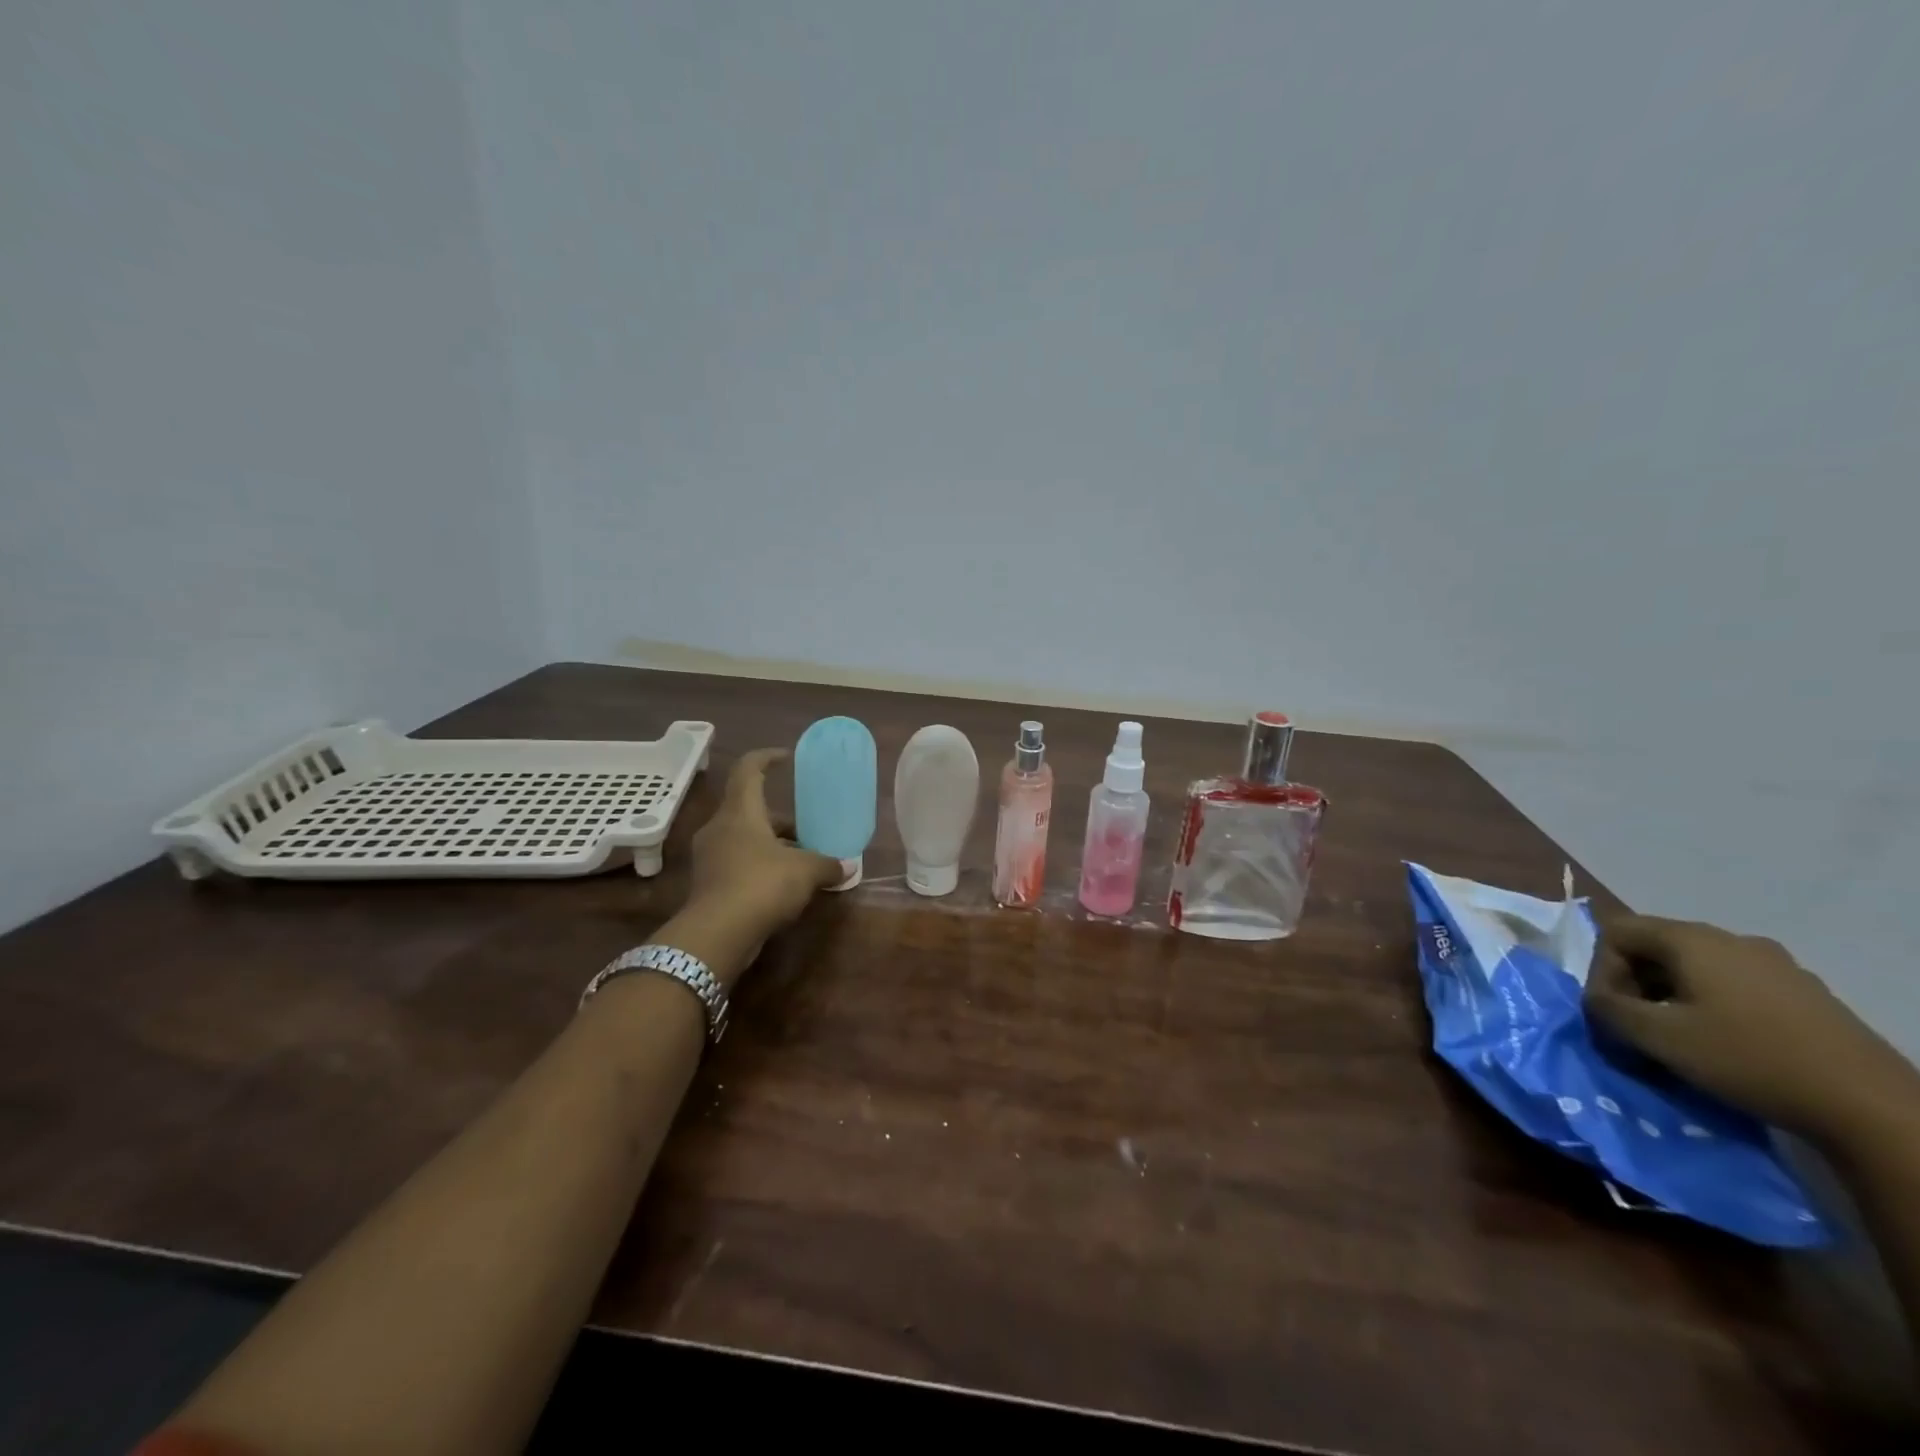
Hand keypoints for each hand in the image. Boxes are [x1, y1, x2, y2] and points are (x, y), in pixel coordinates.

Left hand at [686, 747, 842, 945]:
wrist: (716, 935)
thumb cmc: (761, 884)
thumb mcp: (806, 871)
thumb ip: (828, 864)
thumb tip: (847, 867)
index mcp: (740, 812)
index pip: (748, 770)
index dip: (767, 758)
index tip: (786, 758)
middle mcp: (720, 828)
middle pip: (751, 810)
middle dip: (781, 819)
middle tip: (808, 828)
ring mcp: (710, 857)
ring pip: (745, 839)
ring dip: (773, 846)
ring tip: (802, 860)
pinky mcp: (709, 884)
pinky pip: (739, 864)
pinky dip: (761, 868)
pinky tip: (785, 886)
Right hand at [1585, 915, 1919, 1143]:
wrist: (1872, 1107)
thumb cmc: (1748, 1059)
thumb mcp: (1659, 1038)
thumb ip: (1609, 1010)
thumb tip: (1597, 1001)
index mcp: (1692, 939)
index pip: (1615, 932)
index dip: (1599, 970)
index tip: (1610, 1013)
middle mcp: (1732, 939)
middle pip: (1655, 948)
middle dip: (1634, 985)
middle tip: (1637, 1028)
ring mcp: (1776, 965)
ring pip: (1695, 968)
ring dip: (1671, 998)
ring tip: (1677, 1040)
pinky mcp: (1804, 994)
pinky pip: (1734, 986)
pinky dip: (1712, 1007)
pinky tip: (1725, 1044)